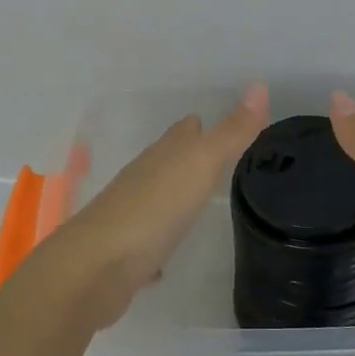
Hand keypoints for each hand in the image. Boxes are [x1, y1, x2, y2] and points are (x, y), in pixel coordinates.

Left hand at [32, 83, 270, 328]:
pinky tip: (167, 260)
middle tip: (221, 162)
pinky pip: (147, 244)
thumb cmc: (153, 210)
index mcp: (162, 156)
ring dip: (175, 198)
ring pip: (157, 199)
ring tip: (200, 203)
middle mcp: (142, 180)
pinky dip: (158, 244)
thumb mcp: (201, 164)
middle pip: (168, 161)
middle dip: (190, 158)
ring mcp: (130, 217)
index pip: (184, 131)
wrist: (94, 269)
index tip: (224, 126)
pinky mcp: (124, 256)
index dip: (201, 125)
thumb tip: (260, 86)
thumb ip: (231, 132)